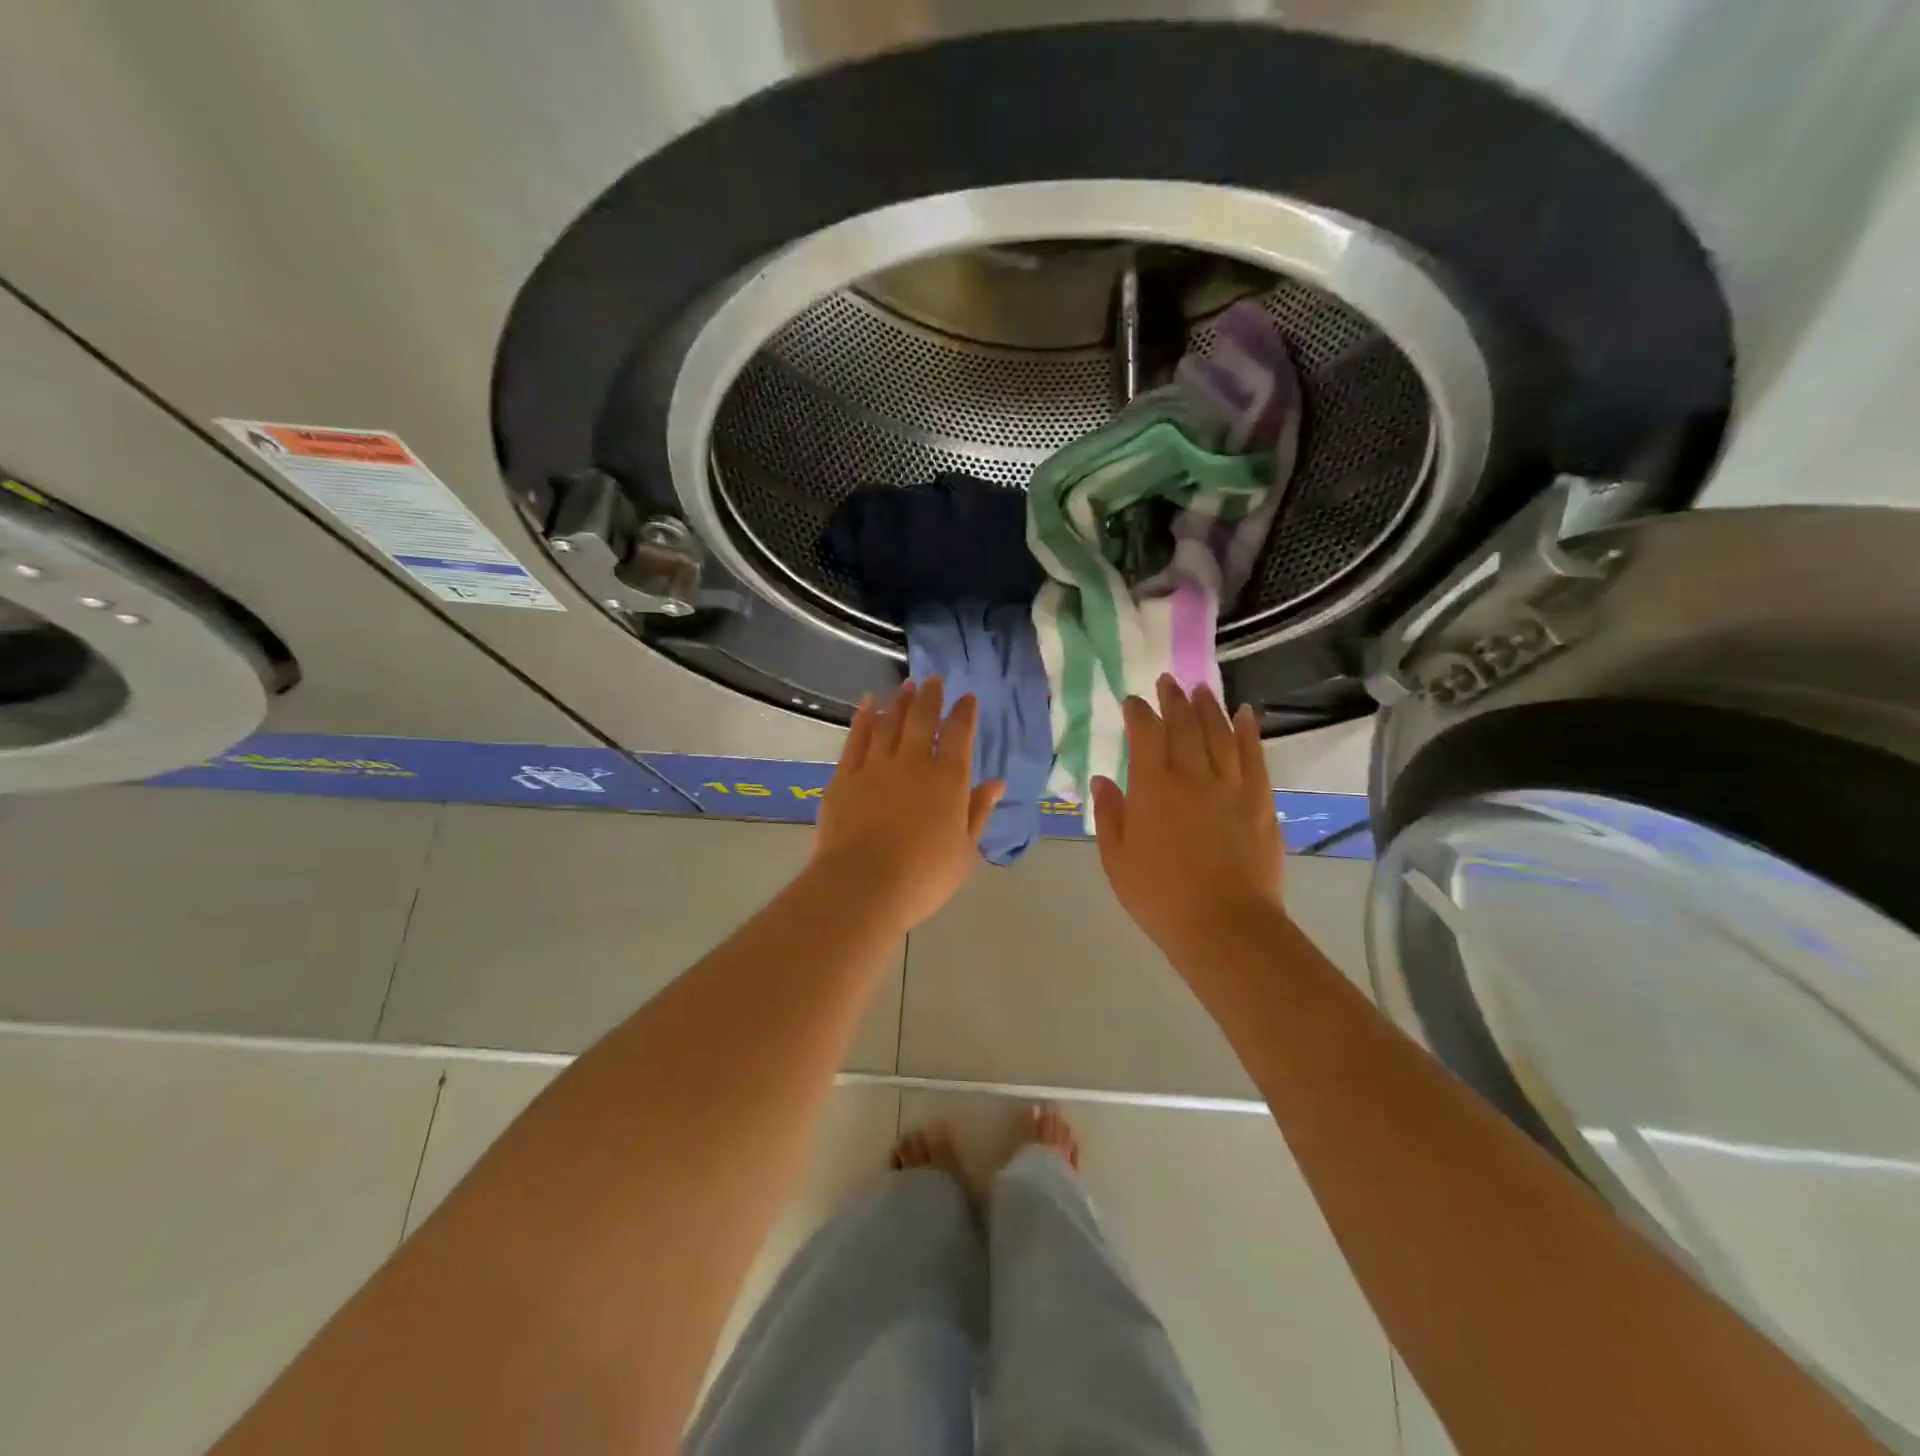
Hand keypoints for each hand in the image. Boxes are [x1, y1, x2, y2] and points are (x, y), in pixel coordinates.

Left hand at [811, 679, 1003, 931]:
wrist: (863, 886)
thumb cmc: (923, 876)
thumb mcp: (964, 850)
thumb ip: (978, 811)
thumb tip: (997, 783)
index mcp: (948, 780)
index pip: (959, 735)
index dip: (964, 713)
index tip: (967, 698)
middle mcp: (913, 763)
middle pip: (922, 719)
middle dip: (931, 697)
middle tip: (934, 680)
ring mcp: (876, 766)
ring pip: (890, 722)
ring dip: (900, 701)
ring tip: (906, 685)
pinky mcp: (845, 776)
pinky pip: (856, 737)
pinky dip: (864, 717)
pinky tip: (868, 704)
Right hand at [1092, 675, 1285, 958]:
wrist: (1224, 926)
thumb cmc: (1159, 896)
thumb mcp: (1116, 859)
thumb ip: (1109, 814)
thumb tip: (1103, 779)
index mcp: (1152, 787)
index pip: (1145, 735)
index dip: (1138, 713)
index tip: (1132, 701)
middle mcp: (1192, 775)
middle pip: (1184, 725)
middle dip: (1173, 699)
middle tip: (1168, 681)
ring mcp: (1230, 785)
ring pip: (1219, 733)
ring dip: (1209, 707)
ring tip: (1201, 689)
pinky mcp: (1260, 800)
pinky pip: (1254, 755)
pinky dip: (1249, 731)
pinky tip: (1246, 714)